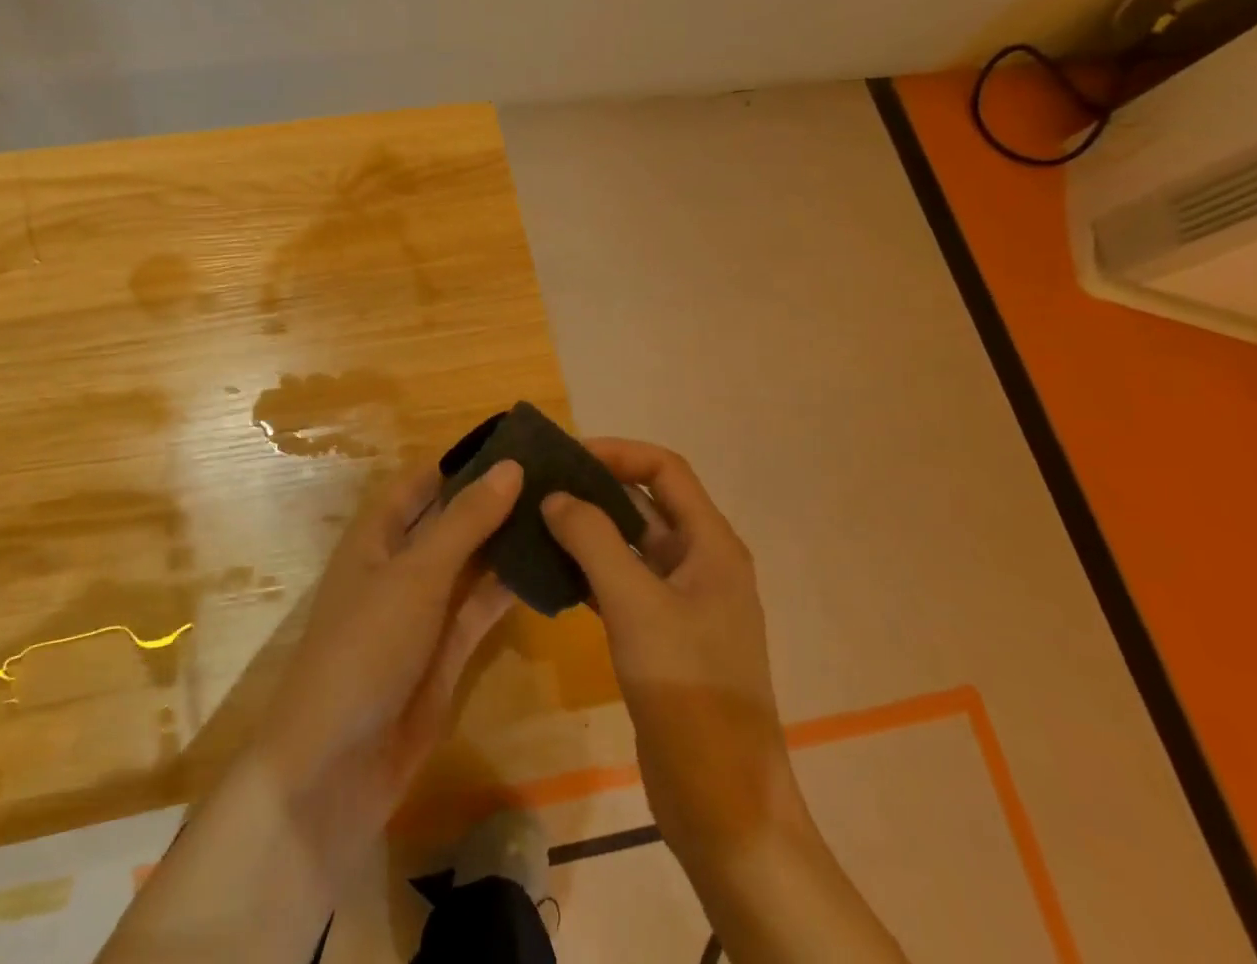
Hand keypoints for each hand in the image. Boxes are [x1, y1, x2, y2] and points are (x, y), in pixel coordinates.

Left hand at [252, 457, 523, 855]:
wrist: (336, 765)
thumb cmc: (366, 646)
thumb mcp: (416, 574)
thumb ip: (465, 521)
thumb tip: (511, 466)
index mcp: (378, 533)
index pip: (424, 479)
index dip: (464, 459)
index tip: (518, 440)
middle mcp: (401, 563)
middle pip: (452, 518)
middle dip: (495, 498)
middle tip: (558, 475)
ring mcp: (425, 608)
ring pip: (472, 562)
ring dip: (509, 541)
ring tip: (565, 513)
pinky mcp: (447, 650)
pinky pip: (482, 606)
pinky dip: (511, 587)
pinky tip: (553, 567)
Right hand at [540, 439, 803, 868]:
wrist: (722, 804)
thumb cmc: (688, 691)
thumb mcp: (636, 605)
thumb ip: (593, 540)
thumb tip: (555, 496)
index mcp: (711, 545)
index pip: (664, 469)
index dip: (618, 452)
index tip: (565, 456)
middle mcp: (700, 563)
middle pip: (645, 503)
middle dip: (595, 488)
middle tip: (538, 485)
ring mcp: (682, 603)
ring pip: (629, 545)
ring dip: (588, 530)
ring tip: (534, 522)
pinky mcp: (662, 637)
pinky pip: (622, 584)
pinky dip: (588, 571)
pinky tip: (550, 573)